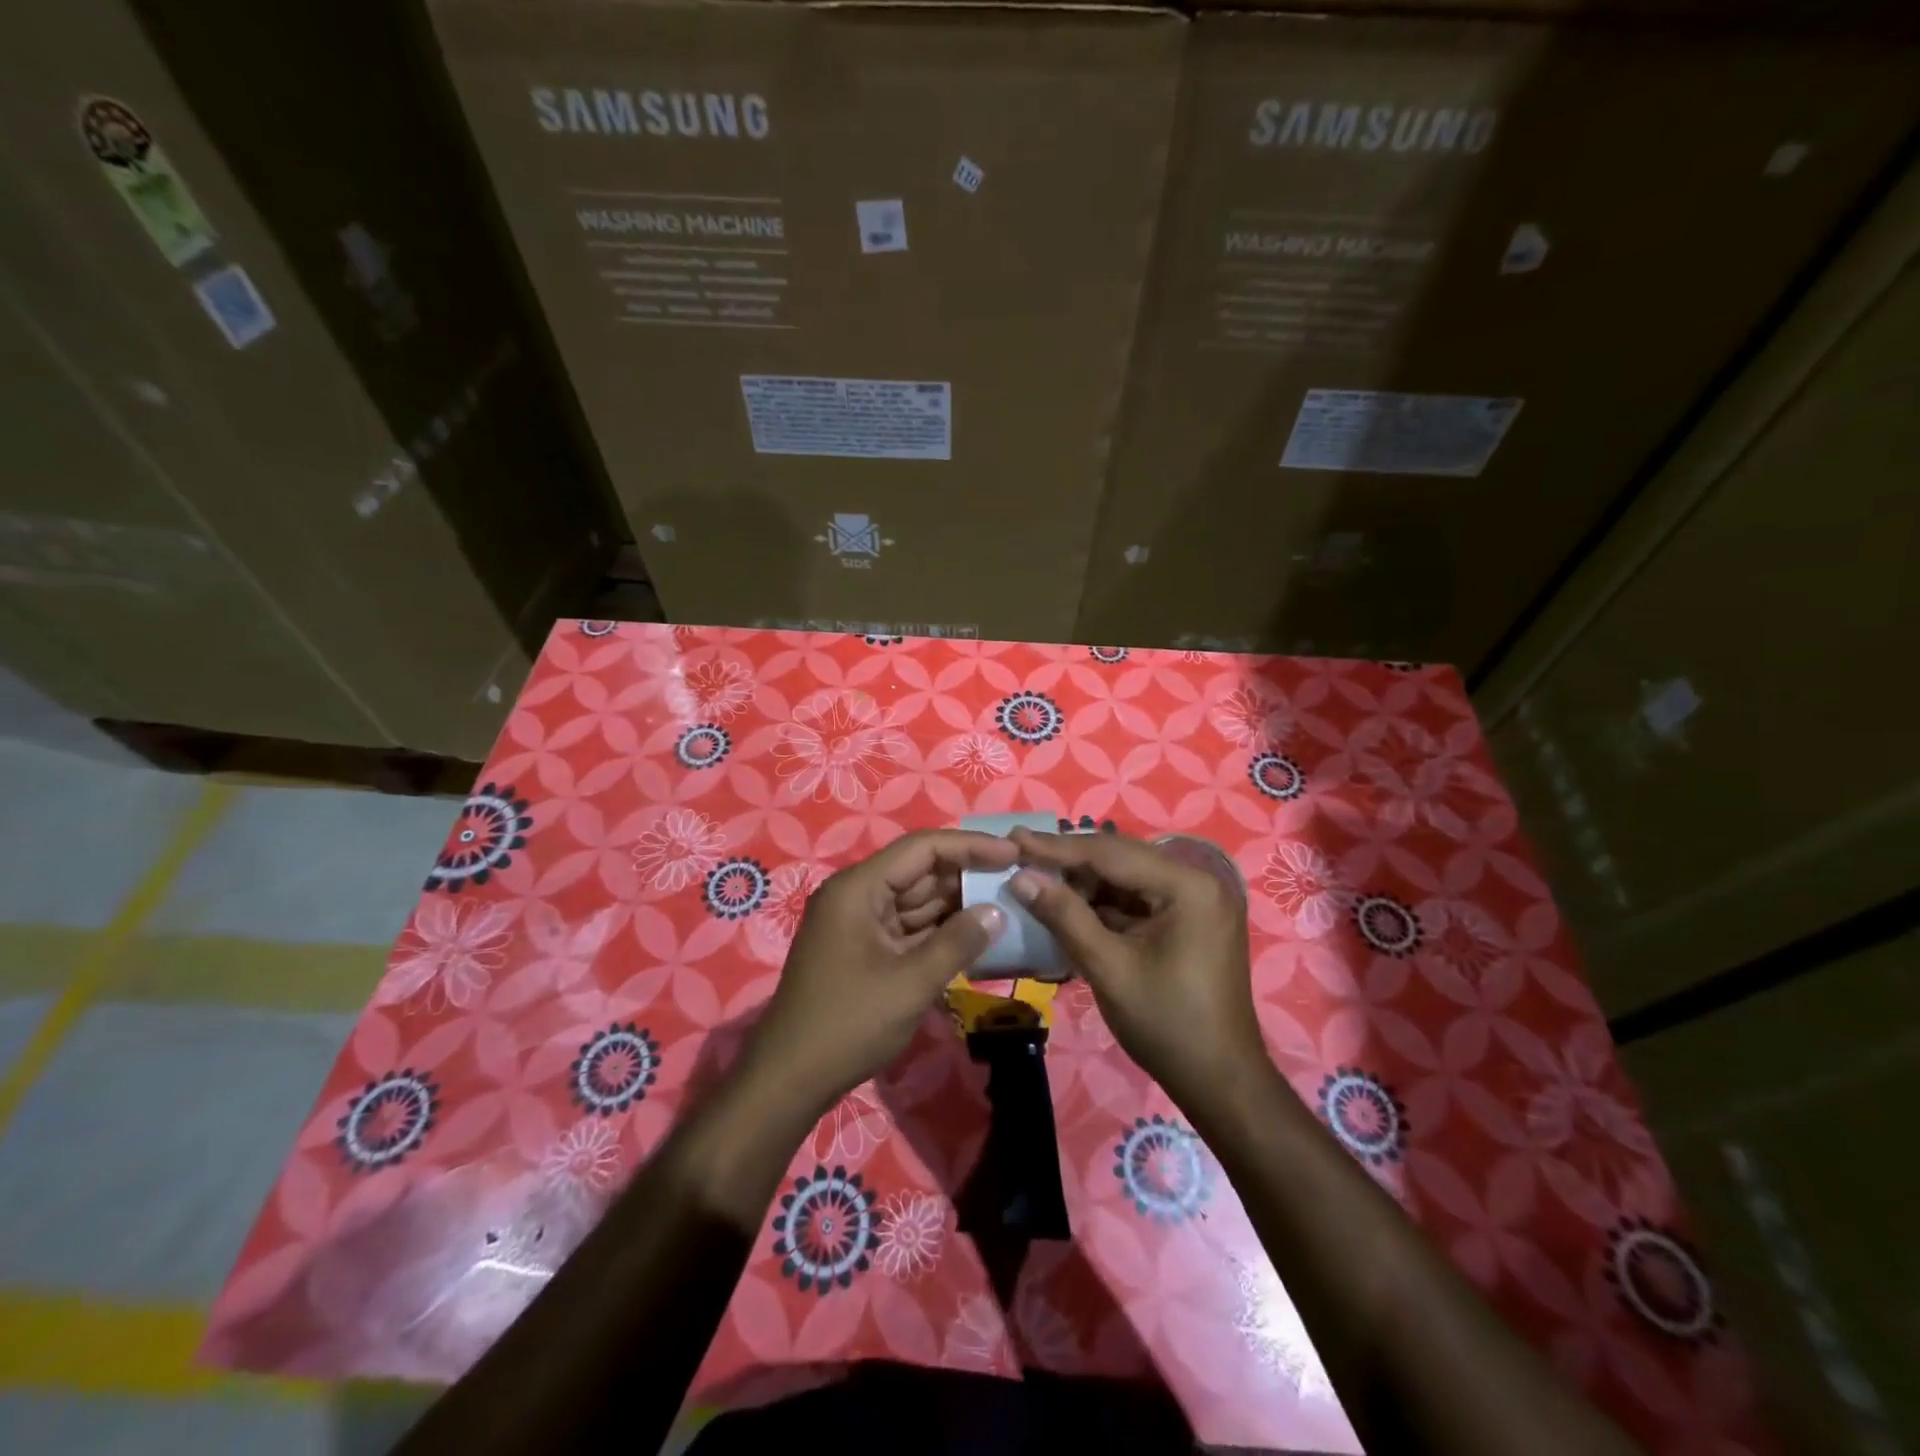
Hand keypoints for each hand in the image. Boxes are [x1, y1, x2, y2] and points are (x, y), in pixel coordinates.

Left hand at [747, 829, 1014, 1114]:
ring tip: (1005, 904)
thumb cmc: (849, 1023)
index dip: (971, 846)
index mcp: (859, 888)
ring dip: (956, 904)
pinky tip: (974, 935)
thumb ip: (958, 942)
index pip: (922, 848)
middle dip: (967, 876)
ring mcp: (858, 923)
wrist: (790, 1078)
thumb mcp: (911, 983)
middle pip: (919, 871)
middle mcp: (856, 895)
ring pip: (916, 901)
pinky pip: (908, 928)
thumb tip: (996, 912)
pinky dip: (939, 930)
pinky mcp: (863, 949)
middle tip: (1016, 881)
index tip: (1014, 854)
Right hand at [1006, 830, 1265, 1112]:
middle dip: (1069, 859)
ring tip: (1035, 876)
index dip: (1057, 847)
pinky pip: (1137, 899)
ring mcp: (1195, 900)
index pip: (1111, 852)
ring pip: (1126, 877)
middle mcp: (1198, 880)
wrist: (1221, 1082)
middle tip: (1019, 851)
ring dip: (1083, 881)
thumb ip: (1065, 916)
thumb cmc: (1167, 1025)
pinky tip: (1067, 902)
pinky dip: (1102, 902)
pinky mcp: (1188, 920)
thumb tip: (1021, 878)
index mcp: (1188, 886)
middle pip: (1120, 858)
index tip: (1014, 838)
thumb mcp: (1108, 968)